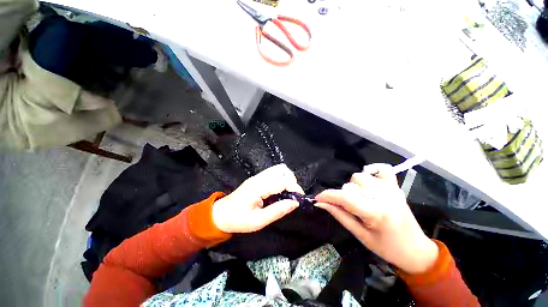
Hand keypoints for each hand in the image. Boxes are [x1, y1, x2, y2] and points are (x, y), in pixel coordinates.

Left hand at [212, 164, 303, 232]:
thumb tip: (295, 203)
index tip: (299, 200)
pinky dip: (281, 180)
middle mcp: (259, 178)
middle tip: (292, 195)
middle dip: (292, 181)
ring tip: (287, 194)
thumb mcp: (258, 221)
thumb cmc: (238, 219)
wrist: (221, 214)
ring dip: (287, 179)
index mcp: (259, 187)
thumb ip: (277, 211)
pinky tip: (279, 191)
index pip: (283, 180)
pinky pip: (274, 173)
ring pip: (279, 169)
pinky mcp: (257, 178)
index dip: (295, 188)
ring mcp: (258, 177)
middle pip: (282, 169)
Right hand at [315, 164, 438, 273]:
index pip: (344, 197)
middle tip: (348, 208)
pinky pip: (382, 169)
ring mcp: (391, 189)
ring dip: (354, 186)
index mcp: (376, 213)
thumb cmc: (387, 248)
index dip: (327, 196)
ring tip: (360, 199)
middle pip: (351, 184)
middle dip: (343, 196)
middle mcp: (384, 197)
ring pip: (360, 176)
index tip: (317, 198)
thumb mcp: (360, 235)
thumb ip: (339, 215)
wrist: (416, 250)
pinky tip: (369, 182)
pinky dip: (372, 172)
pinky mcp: (396, 187)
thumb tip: (321, 203)